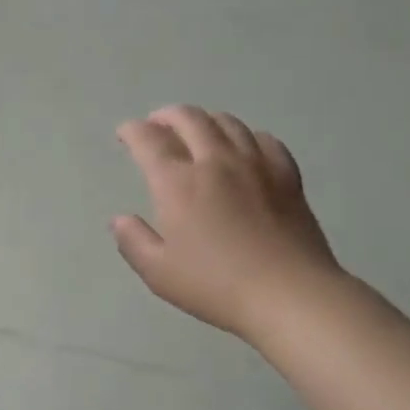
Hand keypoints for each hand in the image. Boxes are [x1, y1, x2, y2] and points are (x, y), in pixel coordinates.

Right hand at [112, 105, 341, 343]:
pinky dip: (246, 136)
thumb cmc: (216, 285)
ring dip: (205, 120)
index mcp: (178, 183)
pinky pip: (265, 140)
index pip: (149, 140)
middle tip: (157, 124)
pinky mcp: (287, 177)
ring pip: (228, 123)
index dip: (132, 131)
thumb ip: (133, 242)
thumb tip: (119, 220)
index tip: (125, 134)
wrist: (289, 294)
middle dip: (167, 115)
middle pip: (190, 119)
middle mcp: (215, 161)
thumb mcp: (159, 273)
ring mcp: (255, 165)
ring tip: (197, 130)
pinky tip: (244, 147)